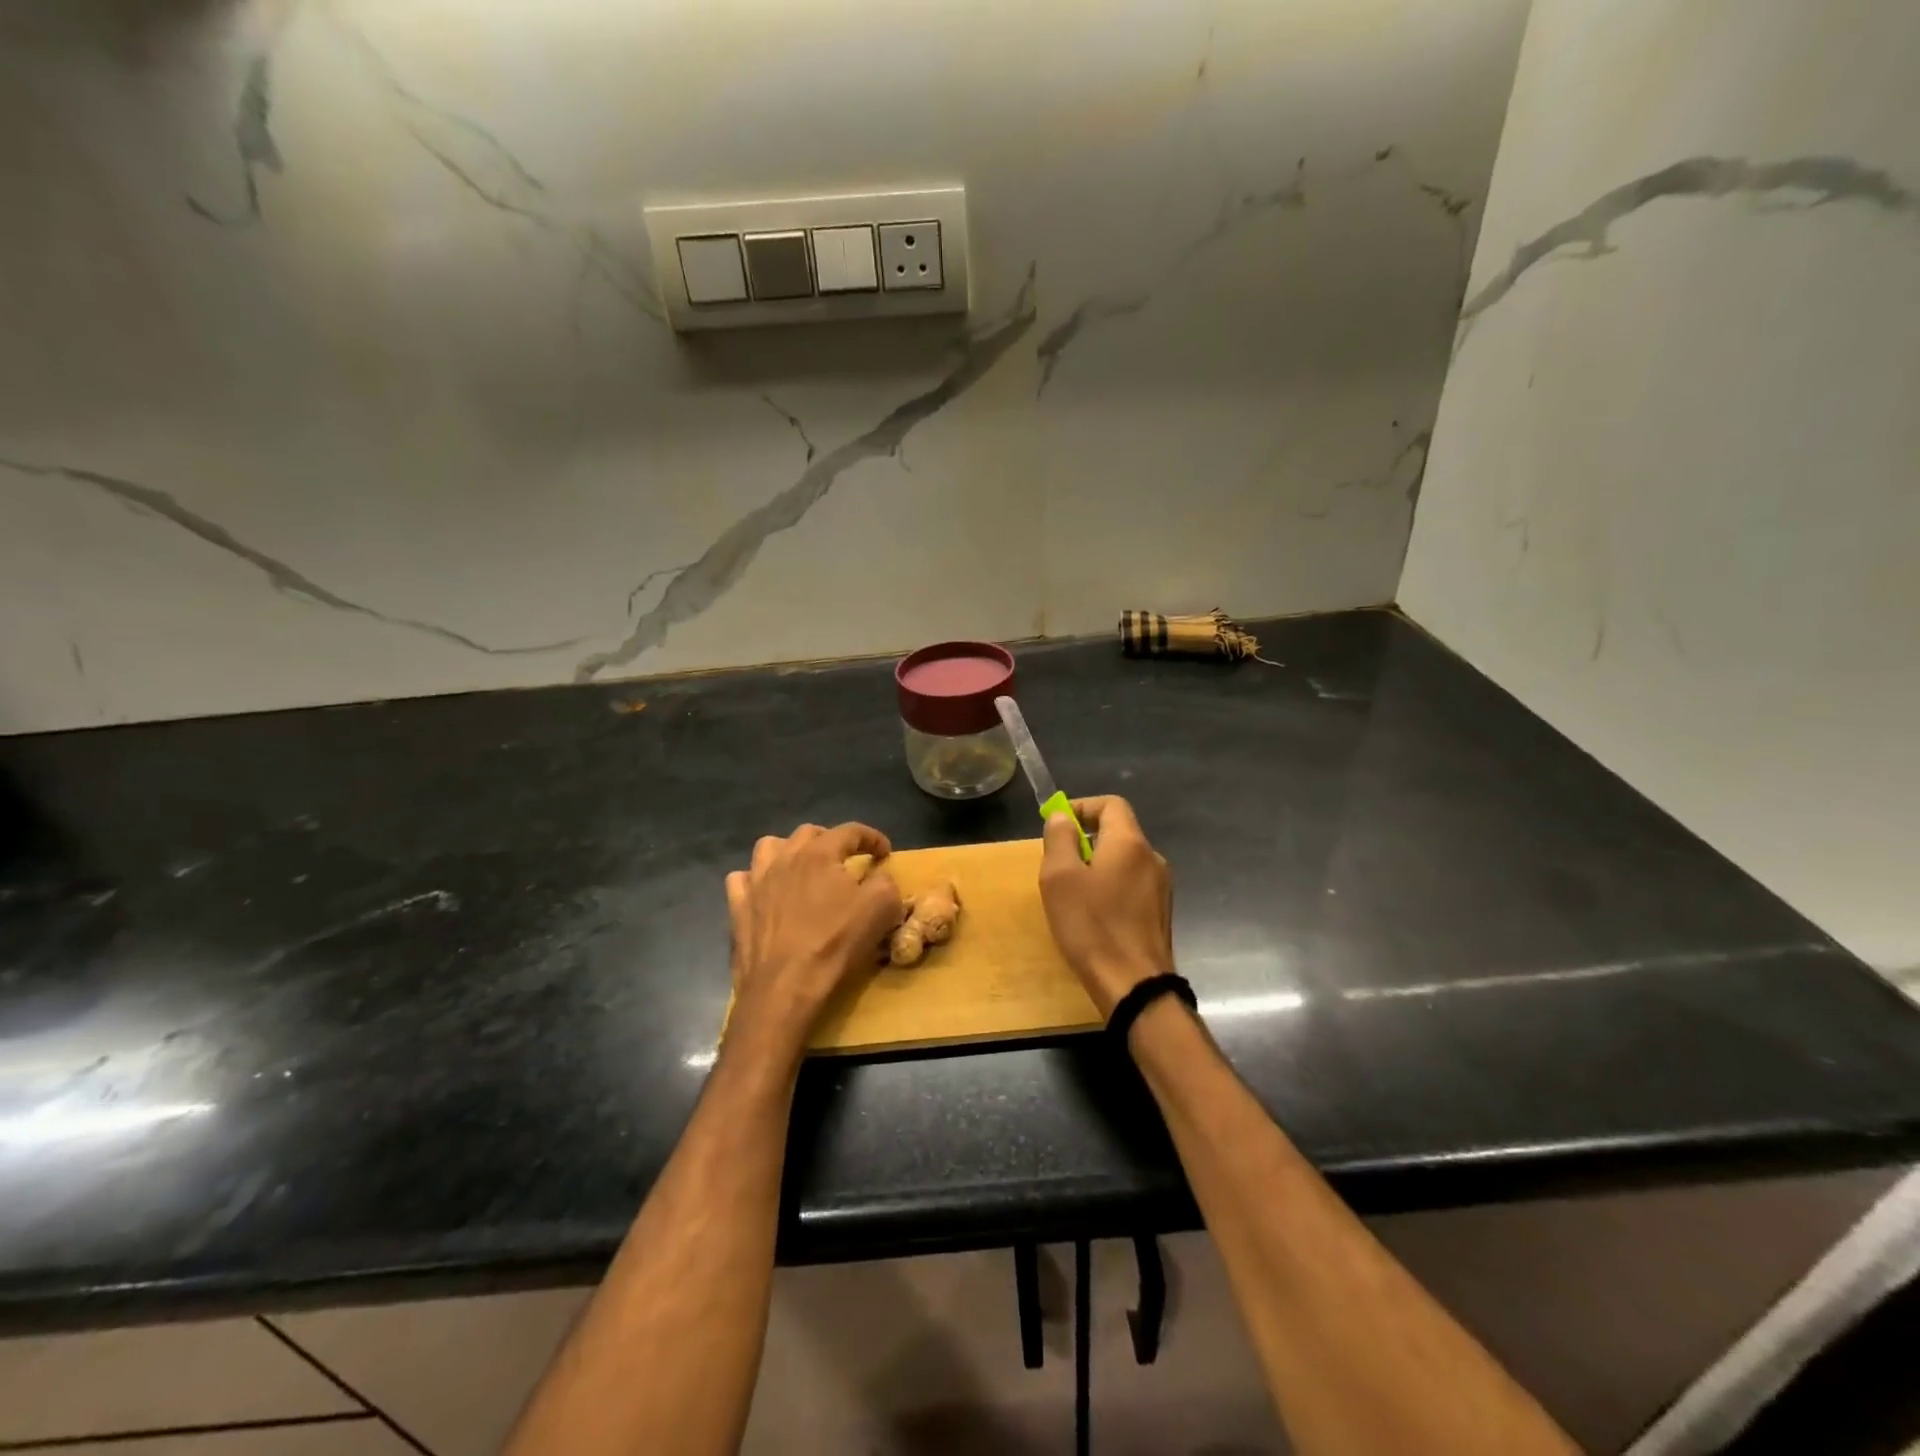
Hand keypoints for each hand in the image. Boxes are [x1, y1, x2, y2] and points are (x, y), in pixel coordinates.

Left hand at [724, 823, 904, 1055]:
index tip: (885, 852)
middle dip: (831, 840)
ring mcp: (756, 882)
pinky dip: (756, 880)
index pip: (850, 831)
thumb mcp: (881, 909)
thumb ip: (886, 883)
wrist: (784, 987)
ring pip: (769, 847)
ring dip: (789, 851)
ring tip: (803, 868)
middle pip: (808, 833)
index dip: (872, 837)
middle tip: (846, 860)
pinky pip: (742, 880)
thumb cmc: (835, 943)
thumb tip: (881, 878)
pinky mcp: (738, 908)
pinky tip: (767, 892)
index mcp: (819, 853)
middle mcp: (784, 858)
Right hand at [1039, 796, 1173, 1016]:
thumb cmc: (1092, 926)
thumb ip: (1059, 838)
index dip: (1082, 807)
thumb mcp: (1060, 878)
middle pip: (1118, 832)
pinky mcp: (1160, 913)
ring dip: (1097, 866)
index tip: (1058, 826)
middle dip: (1085, 840)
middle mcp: (1152, 858)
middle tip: (1058, 864)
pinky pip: (1132, 885)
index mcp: (1130, 843)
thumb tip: (1063, 817)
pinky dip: (1111, 887)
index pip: (1111, 804)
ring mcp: (1161, 887)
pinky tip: (1094, 915)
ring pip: (1124, 861)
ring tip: (1072, 893)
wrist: (1134, 986)